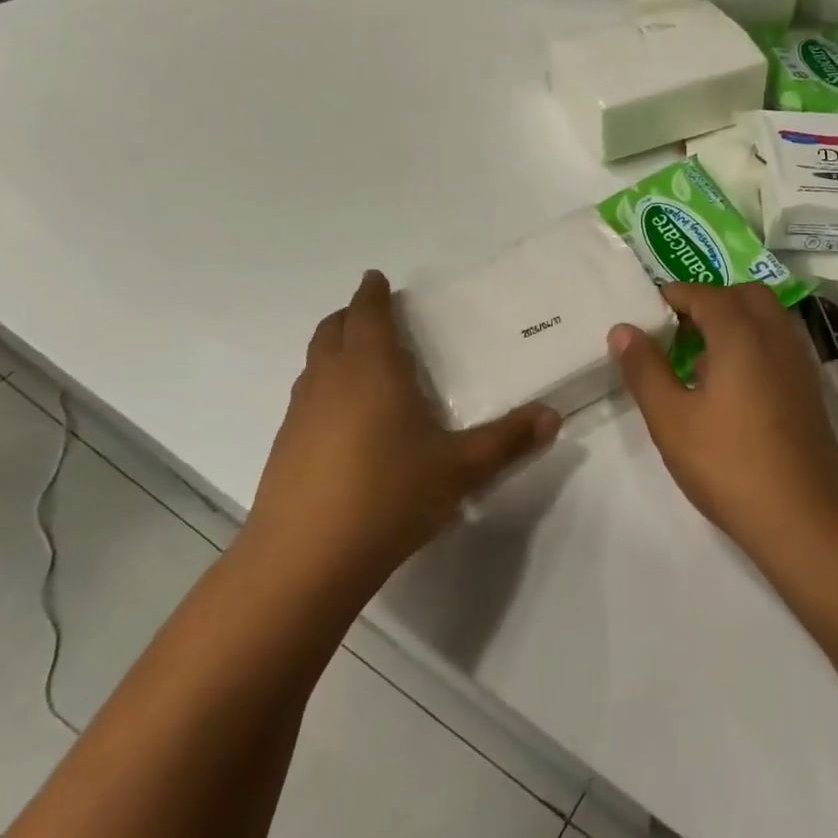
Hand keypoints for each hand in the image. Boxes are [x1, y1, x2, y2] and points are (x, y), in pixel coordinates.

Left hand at [243, 271, 560, 589]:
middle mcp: (331, 380)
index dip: (373, 293)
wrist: (304, 559)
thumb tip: (553, 416)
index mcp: (372, 370)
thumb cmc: (389, 496)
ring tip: (361, 361)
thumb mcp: (460, 468)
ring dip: (335, 348)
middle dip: (351, 315)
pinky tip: (345, 419)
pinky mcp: (284, 446)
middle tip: (373, 314)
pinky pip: (306, 397)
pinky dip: (324, 386)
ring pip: (314, 363)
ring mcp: (300, 413)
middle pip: (333, 330)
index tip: (377, 279)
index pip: (368, 314)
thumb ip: (509, 439)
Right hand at [611, 284, 837, 544]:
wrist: (802, 516)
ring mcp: (800, 364)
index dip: (677, 295)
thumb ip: (645, 369)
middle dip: (712, 300)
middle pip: (746, 296)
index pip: (707, 295)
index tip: (652, 307)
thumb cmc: (728, 464)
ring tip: (703, 355)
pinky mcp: (810, 391)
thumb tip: (623, 329)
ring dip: (737, 320)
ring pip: (770, 319)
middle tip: (680, 327)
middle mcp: (776, 338)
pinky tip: (734, 384)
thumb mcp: (671, 418)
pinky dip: (756, 344)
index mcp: (741, 335)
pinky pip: (781, 345)